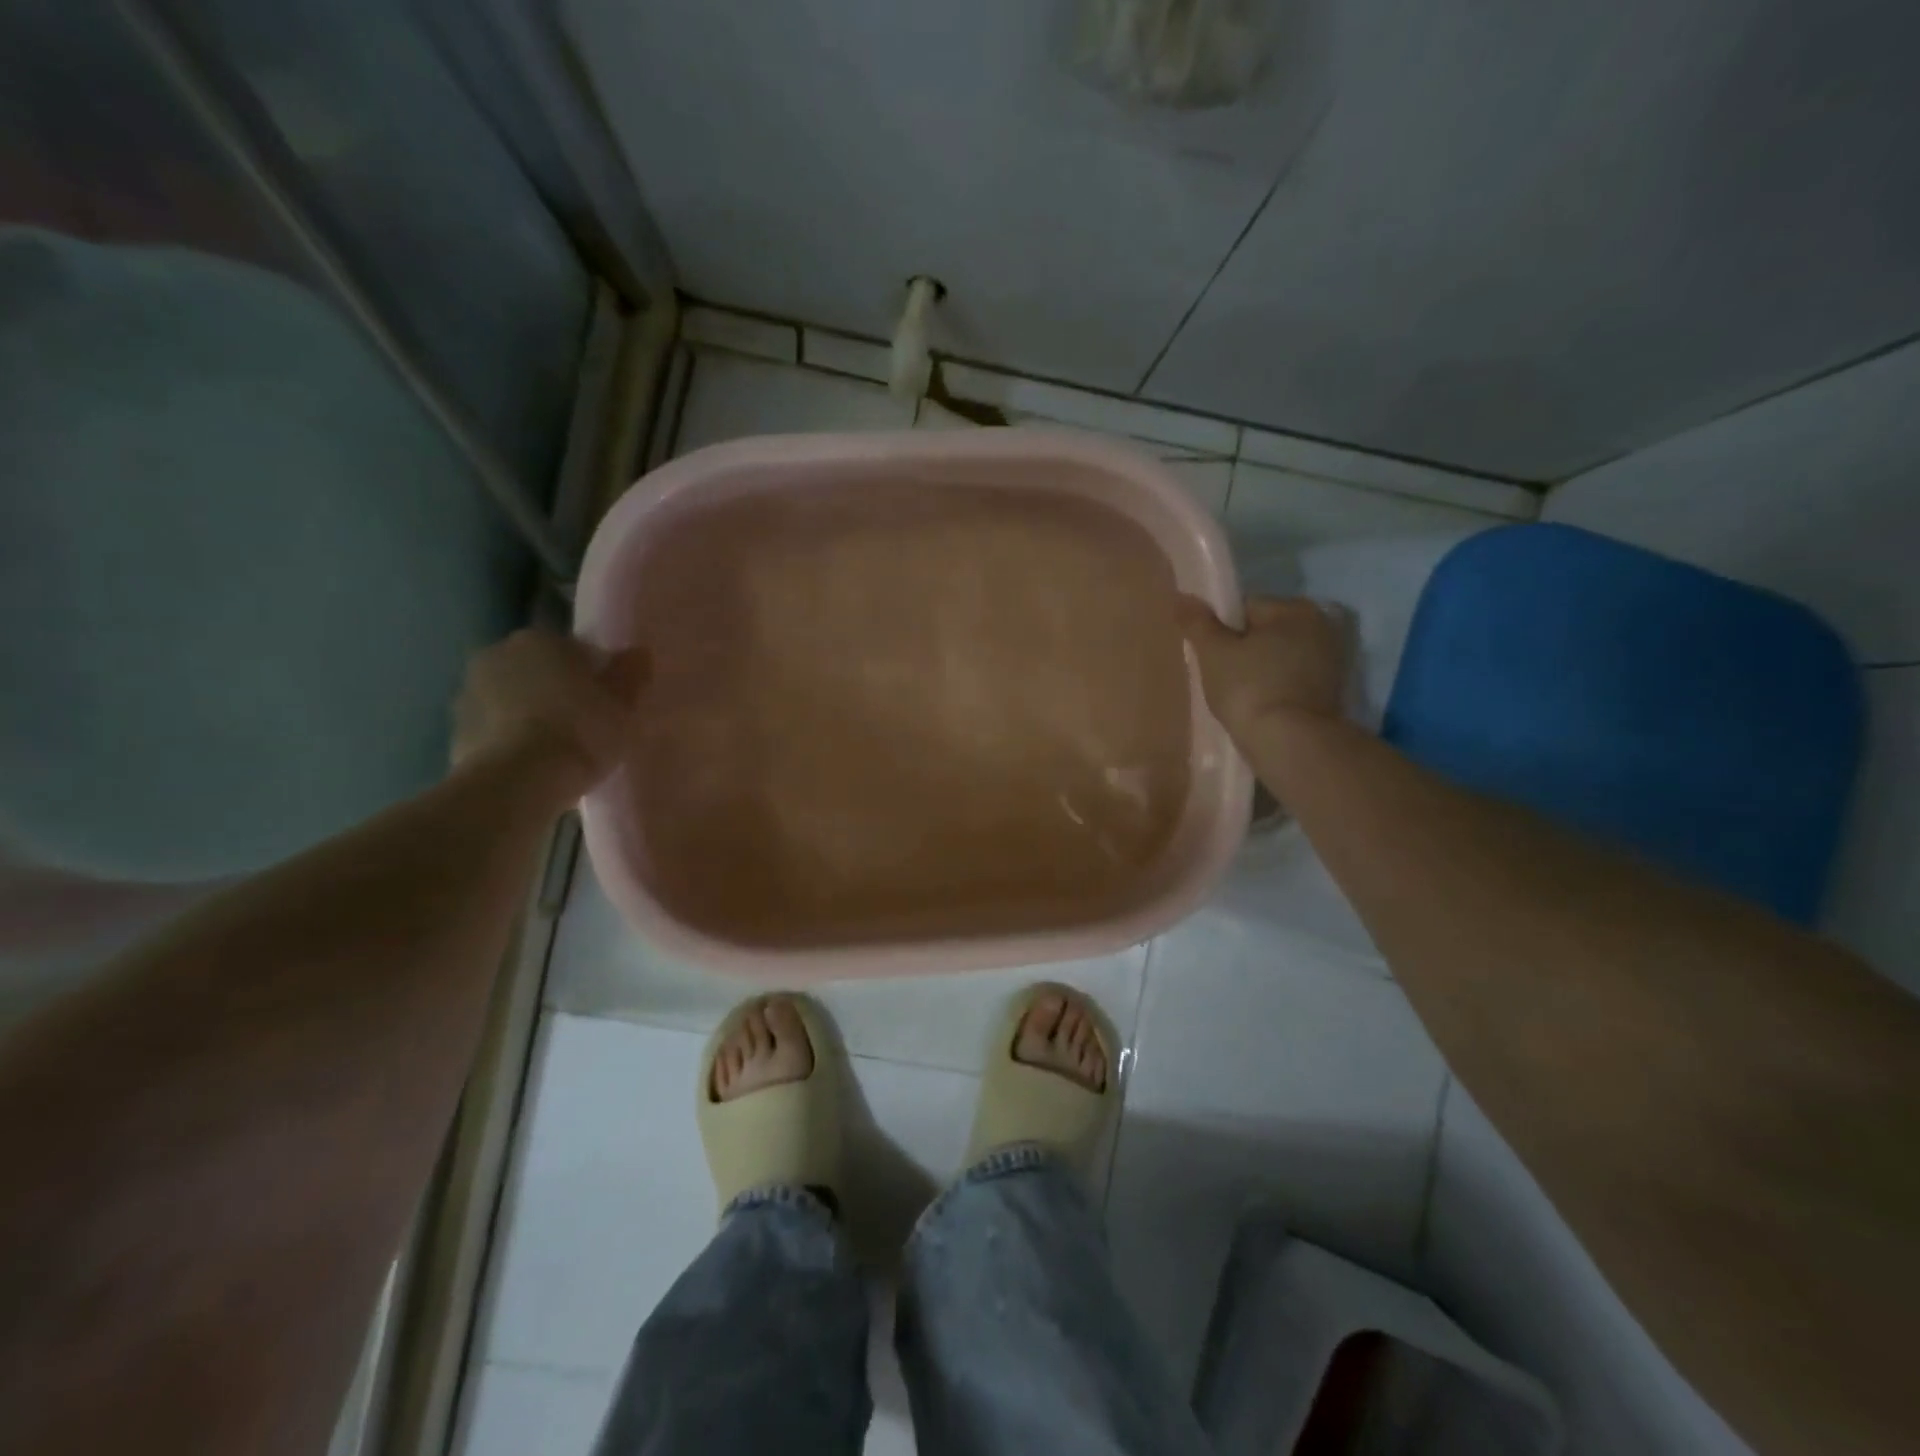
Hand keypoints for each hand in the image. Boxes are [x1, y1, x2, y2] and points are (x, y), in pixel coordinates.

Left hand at [451, 629, 646, 793]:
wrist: (518, 782)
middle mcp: (497, 654)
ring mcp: (468, 692)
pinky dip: (510, 738)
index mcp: (540, 639)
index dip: (594, 673)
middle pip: (538, 669)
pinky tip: (534, 764)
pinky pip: (494, 728)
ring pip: (512, 698)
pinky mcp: (455, 731)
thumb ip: (630, 674)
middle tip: (585, 721)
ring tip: (558, 747)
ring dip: (530, 712)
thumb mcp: (622, 705)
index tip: (608, 699)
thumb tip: (638, 653)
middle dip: (557, 689)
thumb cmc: (580, 731)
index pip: (574, 648)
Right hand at [1177, 595, 1348, 736]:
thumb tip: (1181, 597)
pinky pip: (1291, 680)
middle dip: (1242, 649)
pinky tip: (1259, 707)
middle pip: (1264, 632)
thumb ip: (1197, 622)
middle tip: (1220, 677)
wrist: (1290, 743)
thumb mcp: (1213, 652)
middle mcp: (1321, 626)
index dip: (1220, 630)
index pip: (1245, 607)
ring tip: (1238, 696)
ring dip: (1260, 670)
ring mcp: (1331, 660)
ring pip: (1279, 657)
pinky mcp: (1332, 691)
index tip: (1209, 656)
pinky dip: (1275, 688)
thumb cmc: (1249, 688)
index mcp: (1295, 608)